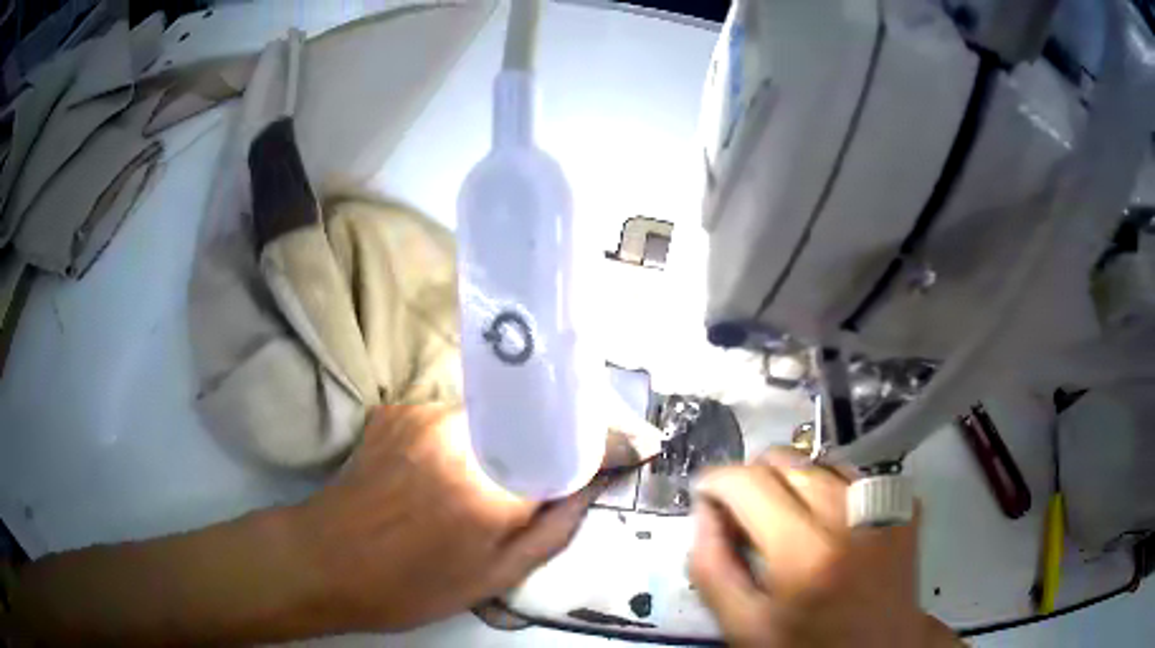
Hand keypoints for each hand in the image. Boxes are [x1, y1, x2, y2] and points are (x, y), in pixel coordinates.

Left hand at [293, 399, 661, 631]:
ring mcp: (423, 415)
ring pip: (496, 414)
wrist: (324, 559)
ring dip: (513, 436)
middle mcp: (460, 435)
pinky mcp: (398, 410)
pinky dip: (473, 436)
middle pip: (534, 416)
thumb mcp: (492, 580)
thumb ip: (552, 531)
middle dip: (561, 432)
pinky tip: (452, 470)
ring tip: (504, 472)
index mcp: (489, 489)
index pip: (570, 447)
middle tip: (575, 456)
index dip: (610, 440)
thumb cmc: (409, 586)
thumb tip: (591, 489)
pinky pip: (457, 417)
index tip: (639, 441)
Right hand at [689, 449, 959, 647]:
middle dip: (753, 478)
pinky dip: (828, 484)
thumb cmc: (806, 645)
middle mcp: (850, 516)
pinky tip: (825, 517)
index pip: (748, 483)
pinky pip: (853, 473)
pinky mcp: (903, 503)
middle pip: (786, 460)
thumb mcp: (743, 625)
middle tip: (744, 513)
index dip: (716, 481)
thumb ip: (712, 567)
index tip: (706, 495)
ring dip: (791, 479)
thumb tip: (705, 511)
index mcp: (806, 554)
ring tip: (786, 516)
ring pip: (819, 459)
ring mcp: (884, 505)